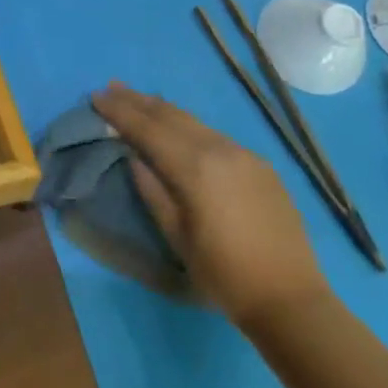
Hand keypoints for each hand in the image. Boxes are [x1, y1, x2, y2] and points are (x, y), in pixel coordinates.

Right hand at [92, 82, 328, 326]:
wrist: (291, 300)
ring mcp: (244, 154)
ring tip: (139, 99)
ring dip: (163, 109)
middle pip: (171, 116)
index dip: (119, 111)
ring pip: (194, 121)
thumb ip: (151, 190)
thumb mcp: (176, 236)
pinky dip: (189, 125)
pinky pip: (215, 135)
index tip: (95, 96)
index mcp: (195, 168)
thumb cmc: (224, 274)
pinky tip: (179, 127)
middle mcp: (220, 149)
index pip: (148, 129)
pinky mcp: (260, 165)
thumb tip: (133, 157)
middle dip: (138, 101)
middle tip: (111, 87)